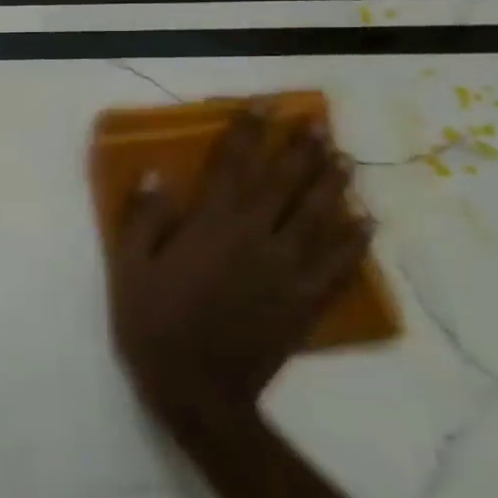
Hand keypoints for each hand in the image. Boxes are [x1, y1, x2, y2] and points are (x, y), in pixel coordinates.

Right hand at [109, 109, 372, 442]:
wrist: (198, 392)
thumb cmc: (154, 324)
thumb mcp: (130, 268)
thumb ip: (145, 218)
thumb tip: (155, 173)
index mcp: (214, 227)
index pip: (236, 166)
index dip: (249, 132)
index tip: (263, 105)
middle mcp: (258, 240)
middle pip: (286, 185)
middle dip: (301, 150)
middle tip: (316, 123)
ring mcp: (288, 272)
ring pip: (319, 218)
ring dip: (333, 185)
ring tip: (344, 159)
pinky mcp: (305, 303)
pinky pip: (339, 266)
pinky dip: (355, 242)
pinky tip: (366, 223)